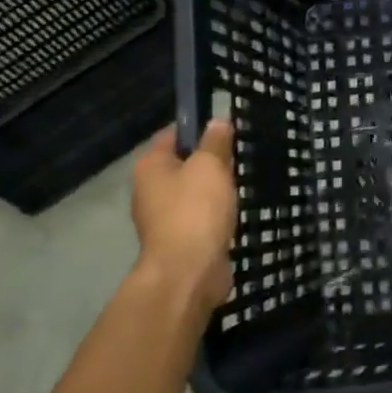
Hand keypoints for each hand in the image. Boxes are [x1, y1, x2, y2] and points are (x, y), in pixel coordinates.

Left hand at [131, 120, 236, 313]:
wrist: (189, 272)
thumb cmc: (196, 210)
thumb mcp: (210, 166)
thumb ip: (215, 141)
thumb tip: (218, 120)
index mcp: (150, 167)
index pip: (173, 135)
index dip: (199, 128)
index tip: (227, 129)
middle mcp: (150, 190)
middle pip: (183, 165)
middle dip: (210, 162)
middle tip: (239, 157)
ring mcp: (162, 219)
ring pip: (193, 193)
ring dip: (214, 191)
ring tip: (241, 184)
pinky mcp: (179, 241)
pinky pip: (200, 218)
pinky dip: (215, 215)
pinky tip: (234, 213)